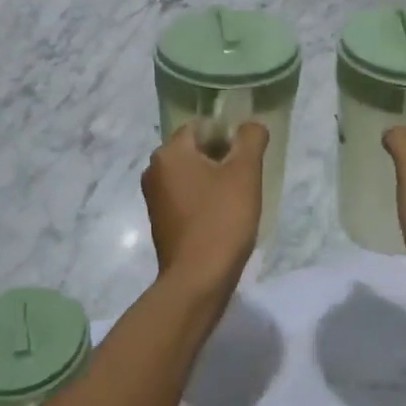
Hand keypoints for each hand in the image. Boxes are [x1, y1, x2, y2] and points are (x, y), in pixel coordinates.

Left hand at [141, 121, 268, 294]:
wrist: (198, 279)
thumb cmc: (222, 219)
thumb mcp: (245, 173)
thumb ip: (251, 139)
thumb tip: (250, 126)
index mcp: (169, 153)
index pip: (201, 127)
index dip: (228, 137)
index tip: (246, 160)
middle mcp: (154, 170)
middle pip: (194, 150)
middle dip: (221, 159)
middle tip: (245, 180)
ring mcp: (154, 198)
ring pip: (190, 175)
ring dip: (213, 181)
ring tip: (236, 200)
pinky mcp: (159, 221)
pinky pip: (184, 198)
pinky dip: (202, 201)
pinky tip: (221, 218)